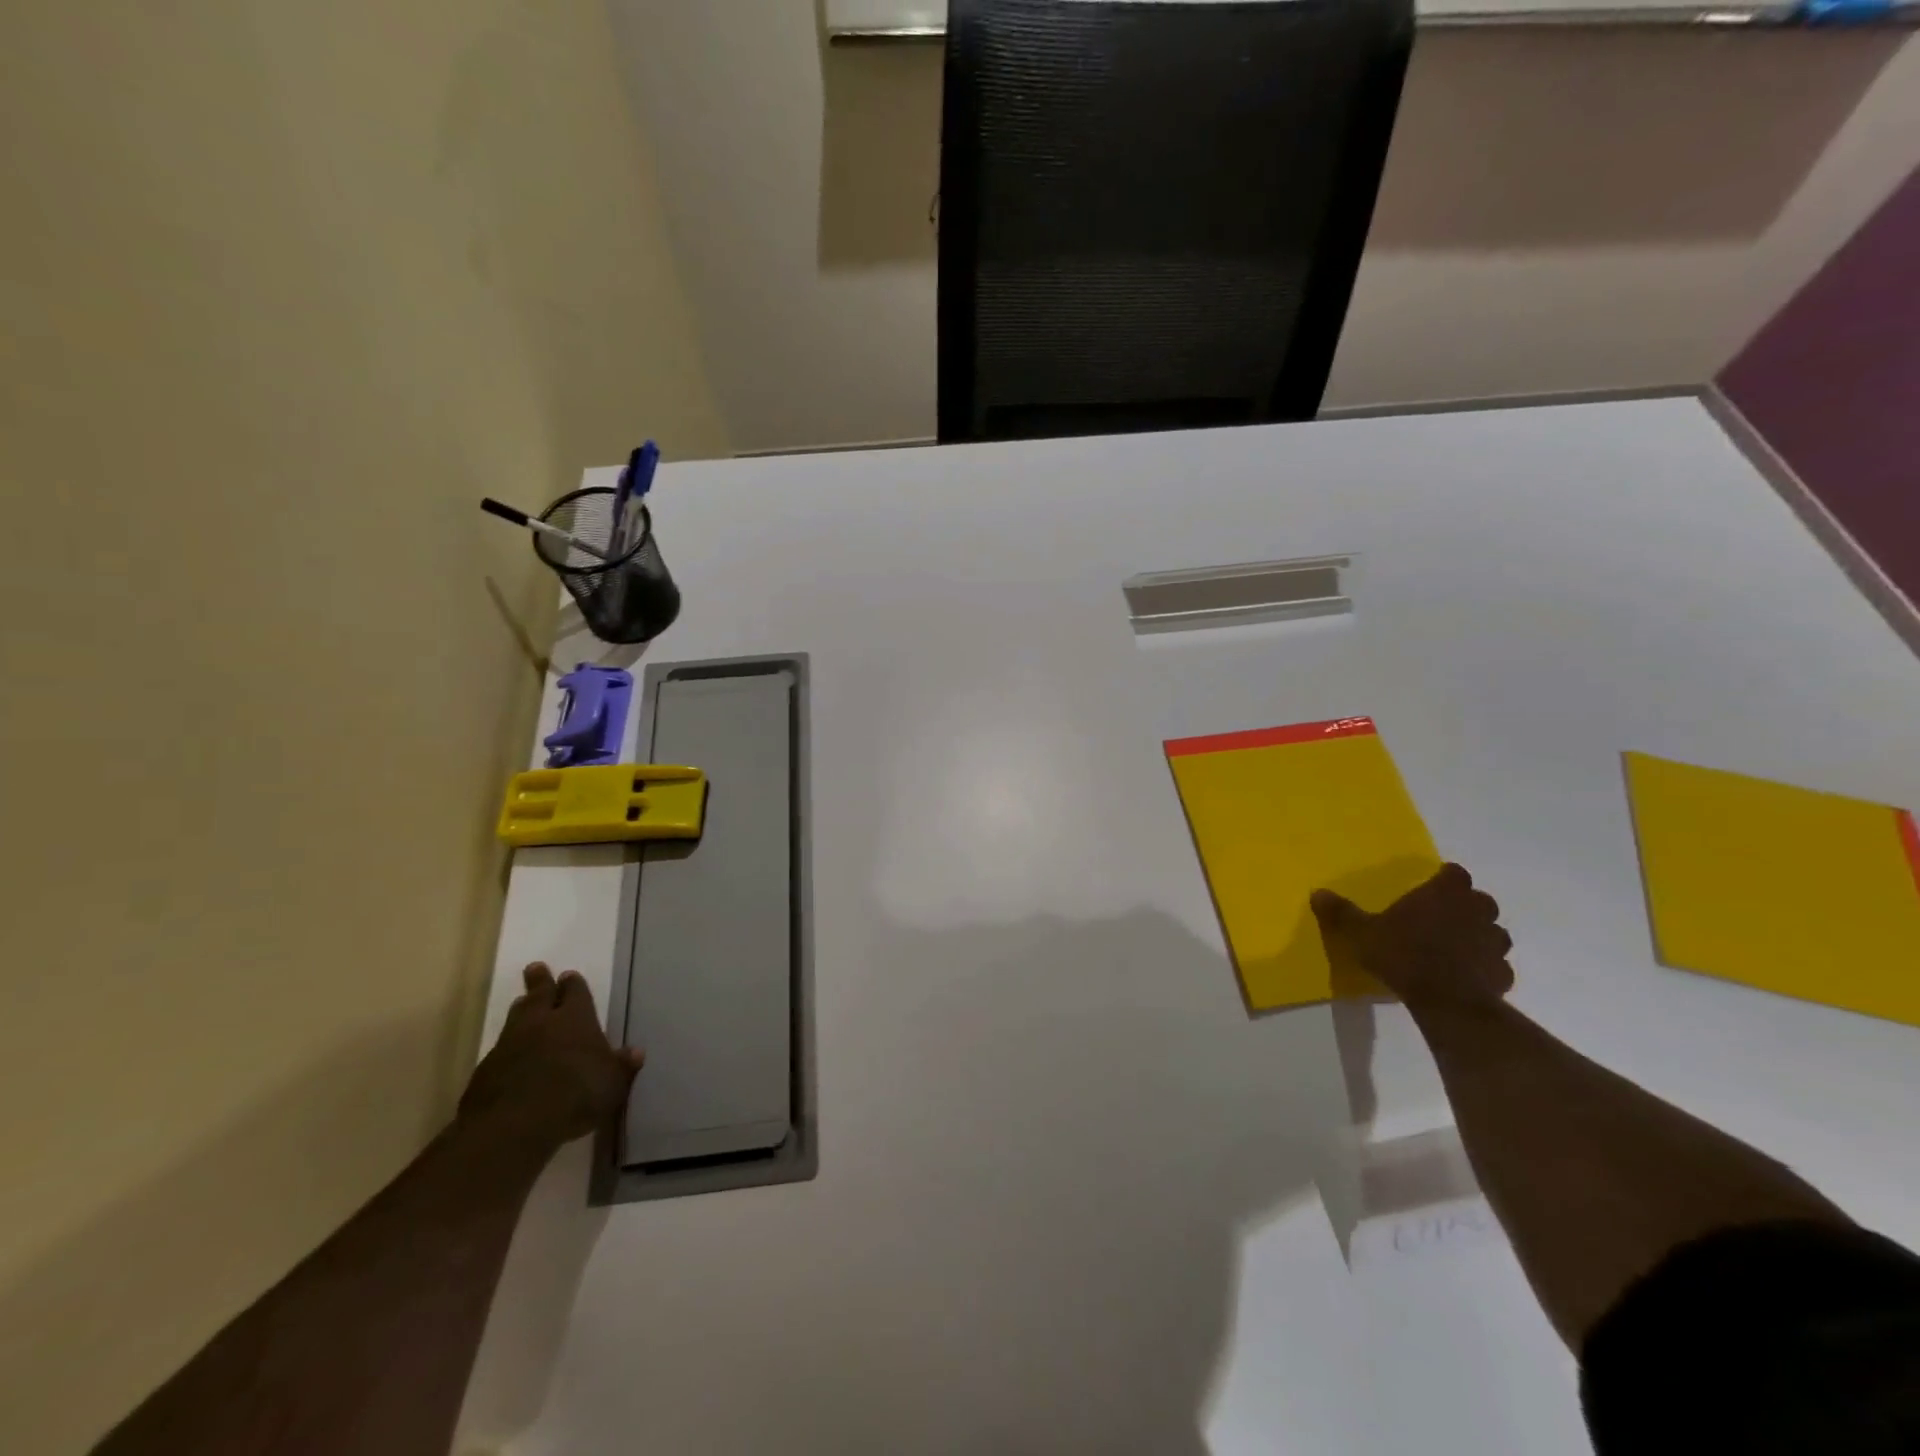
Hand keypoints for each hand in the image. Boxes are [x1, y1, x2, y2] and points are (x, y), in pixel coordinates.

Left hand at [459, 963, 643, 1148]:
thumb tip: (635, 1052)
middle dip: (539, 982)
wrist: (515, 1126)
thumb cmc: (577, 1095)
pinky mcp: (485, 1072)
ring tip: (521, 1002)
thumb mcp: (613, 1084)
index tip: (568, 976)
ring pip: (515, 1019)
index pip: (575, 993)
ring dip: (521, 1010)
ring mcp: (508, 1046)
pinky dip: (507, 1047)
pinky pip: (499, 1050)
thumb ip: (622, 1066)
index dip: (573, 984)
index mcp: (576, 1019)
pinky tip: (509, 1055)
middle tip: (535, 968)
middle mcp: (541, 1024)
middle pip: (539, 995)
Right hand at [1311, 863, 1514, 1012]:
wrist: (1447, 1002)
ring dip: (1480, 935)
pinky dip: (1486, 967)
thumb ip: (1342, 913)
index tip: (1432, 887)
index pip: (1455, 873)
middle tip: (1442, 917)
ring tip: (1456, 947)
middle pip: (1480, 900)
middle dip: (1466, 906)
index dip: (1445, 879)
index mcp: (1445, 894)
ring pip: (1494, 932)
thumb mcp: (1361, 934)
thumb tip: (1318, 893)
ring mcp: (1494, 944)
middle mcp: (1476, 912)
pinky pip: (1497, 965)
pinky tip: (1467, 976)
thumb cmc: (1404, 955)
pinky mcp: (1503, 974)